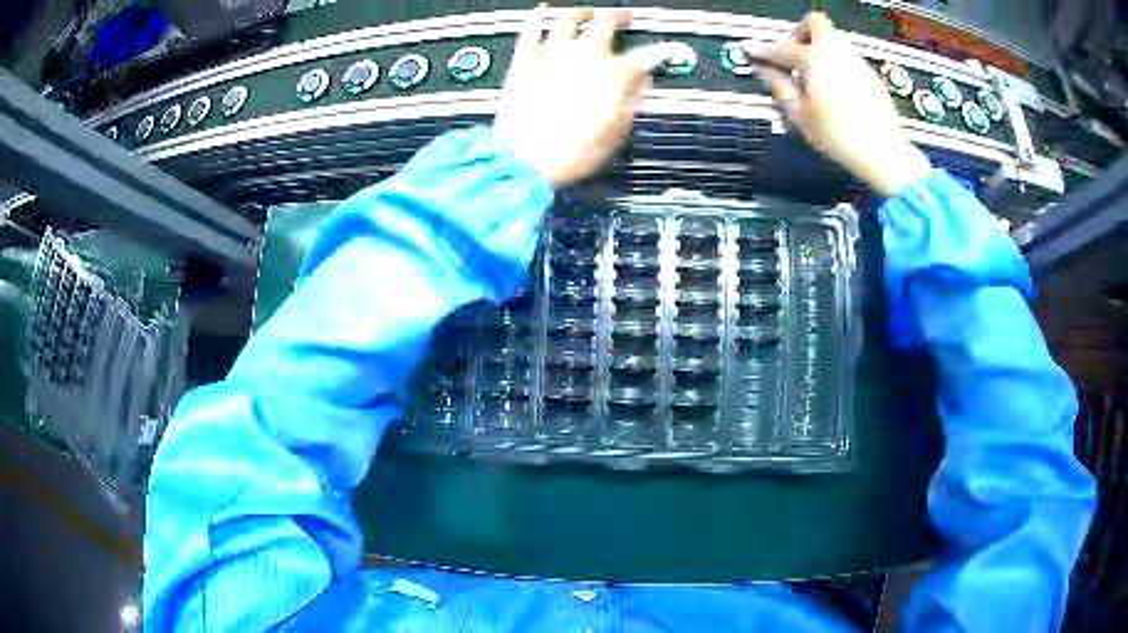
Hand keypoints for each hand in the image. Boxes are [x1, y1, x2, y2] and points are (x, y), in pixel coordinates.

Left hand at [493, 5, 652, 187]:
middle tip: (624, 16)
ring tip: (588, 11)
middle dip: (619, 17)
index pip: (645, 56)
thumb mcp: (615, 133)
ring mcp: (552, 54)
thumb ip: (632, 101)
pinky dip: (538, 16)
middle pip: (606, 24)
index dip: (659, 52)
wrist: (525, 159)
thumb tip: (641, 84)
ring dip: (582, 12)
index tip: (665, 49)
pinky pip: (532, 28)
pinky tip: (543, 11)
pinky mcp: (525, 59)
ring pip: (569, 20)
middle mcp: (584, 57)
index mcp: (612, 75)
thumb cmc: (569, 152)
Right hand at [744, 13, 932, 196]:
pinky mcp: (871, 75)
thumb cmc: (842, 137)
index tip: (755, 52)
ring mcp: (857, 62)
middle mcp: (838, 53)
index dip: (763, 50)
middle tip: (793, 54)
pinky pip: (848, 58)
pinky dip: (836, 64)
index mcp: (815, 59)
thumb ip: (779, 87)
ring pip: (833, 39)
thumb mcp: (800, 115)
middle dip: (799, 33)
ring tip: (812, 76)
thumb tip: (766, 72)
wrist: (882, 151)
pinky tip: (833, 88)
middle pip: (815, 22)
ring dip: (819, 49)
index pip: (781, 46)